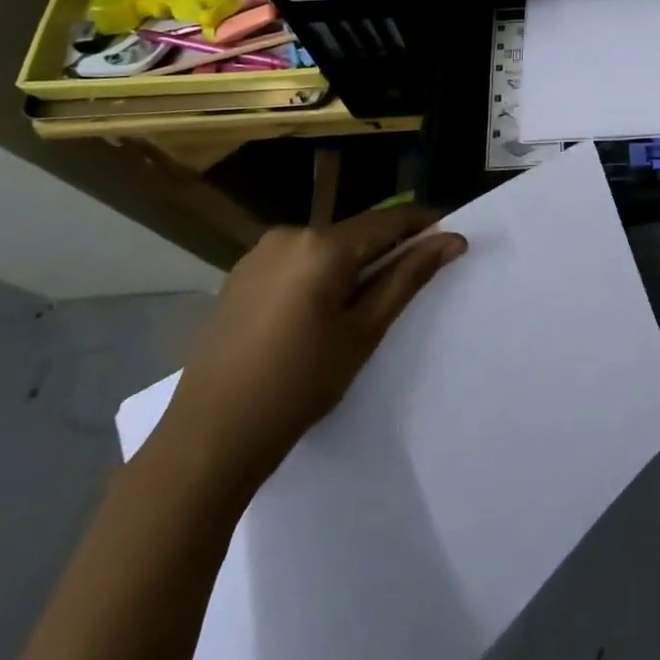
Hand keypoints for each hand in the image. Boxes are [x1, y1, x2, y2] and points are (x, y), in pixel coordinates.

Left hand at [152, 207, 465, 500]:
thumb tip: (452, 239)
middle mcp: (289, 234)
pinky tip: (316, 315)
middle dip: (384, 251)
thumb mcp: (363, 332)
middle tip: (407, 285)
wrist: (208, 439)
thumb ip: (408, 277)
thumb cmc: (298, 385)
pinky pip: (295, 262)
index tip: (449, 238)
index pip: (388, 221)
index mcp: (322, 245)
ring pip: (324, 248)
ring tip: (360, 307)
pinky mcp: (239, 276)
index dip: (422, 226)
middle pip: (354, 233)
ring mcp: (258, 254)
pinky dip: (317, 275)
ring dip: (350, 265)